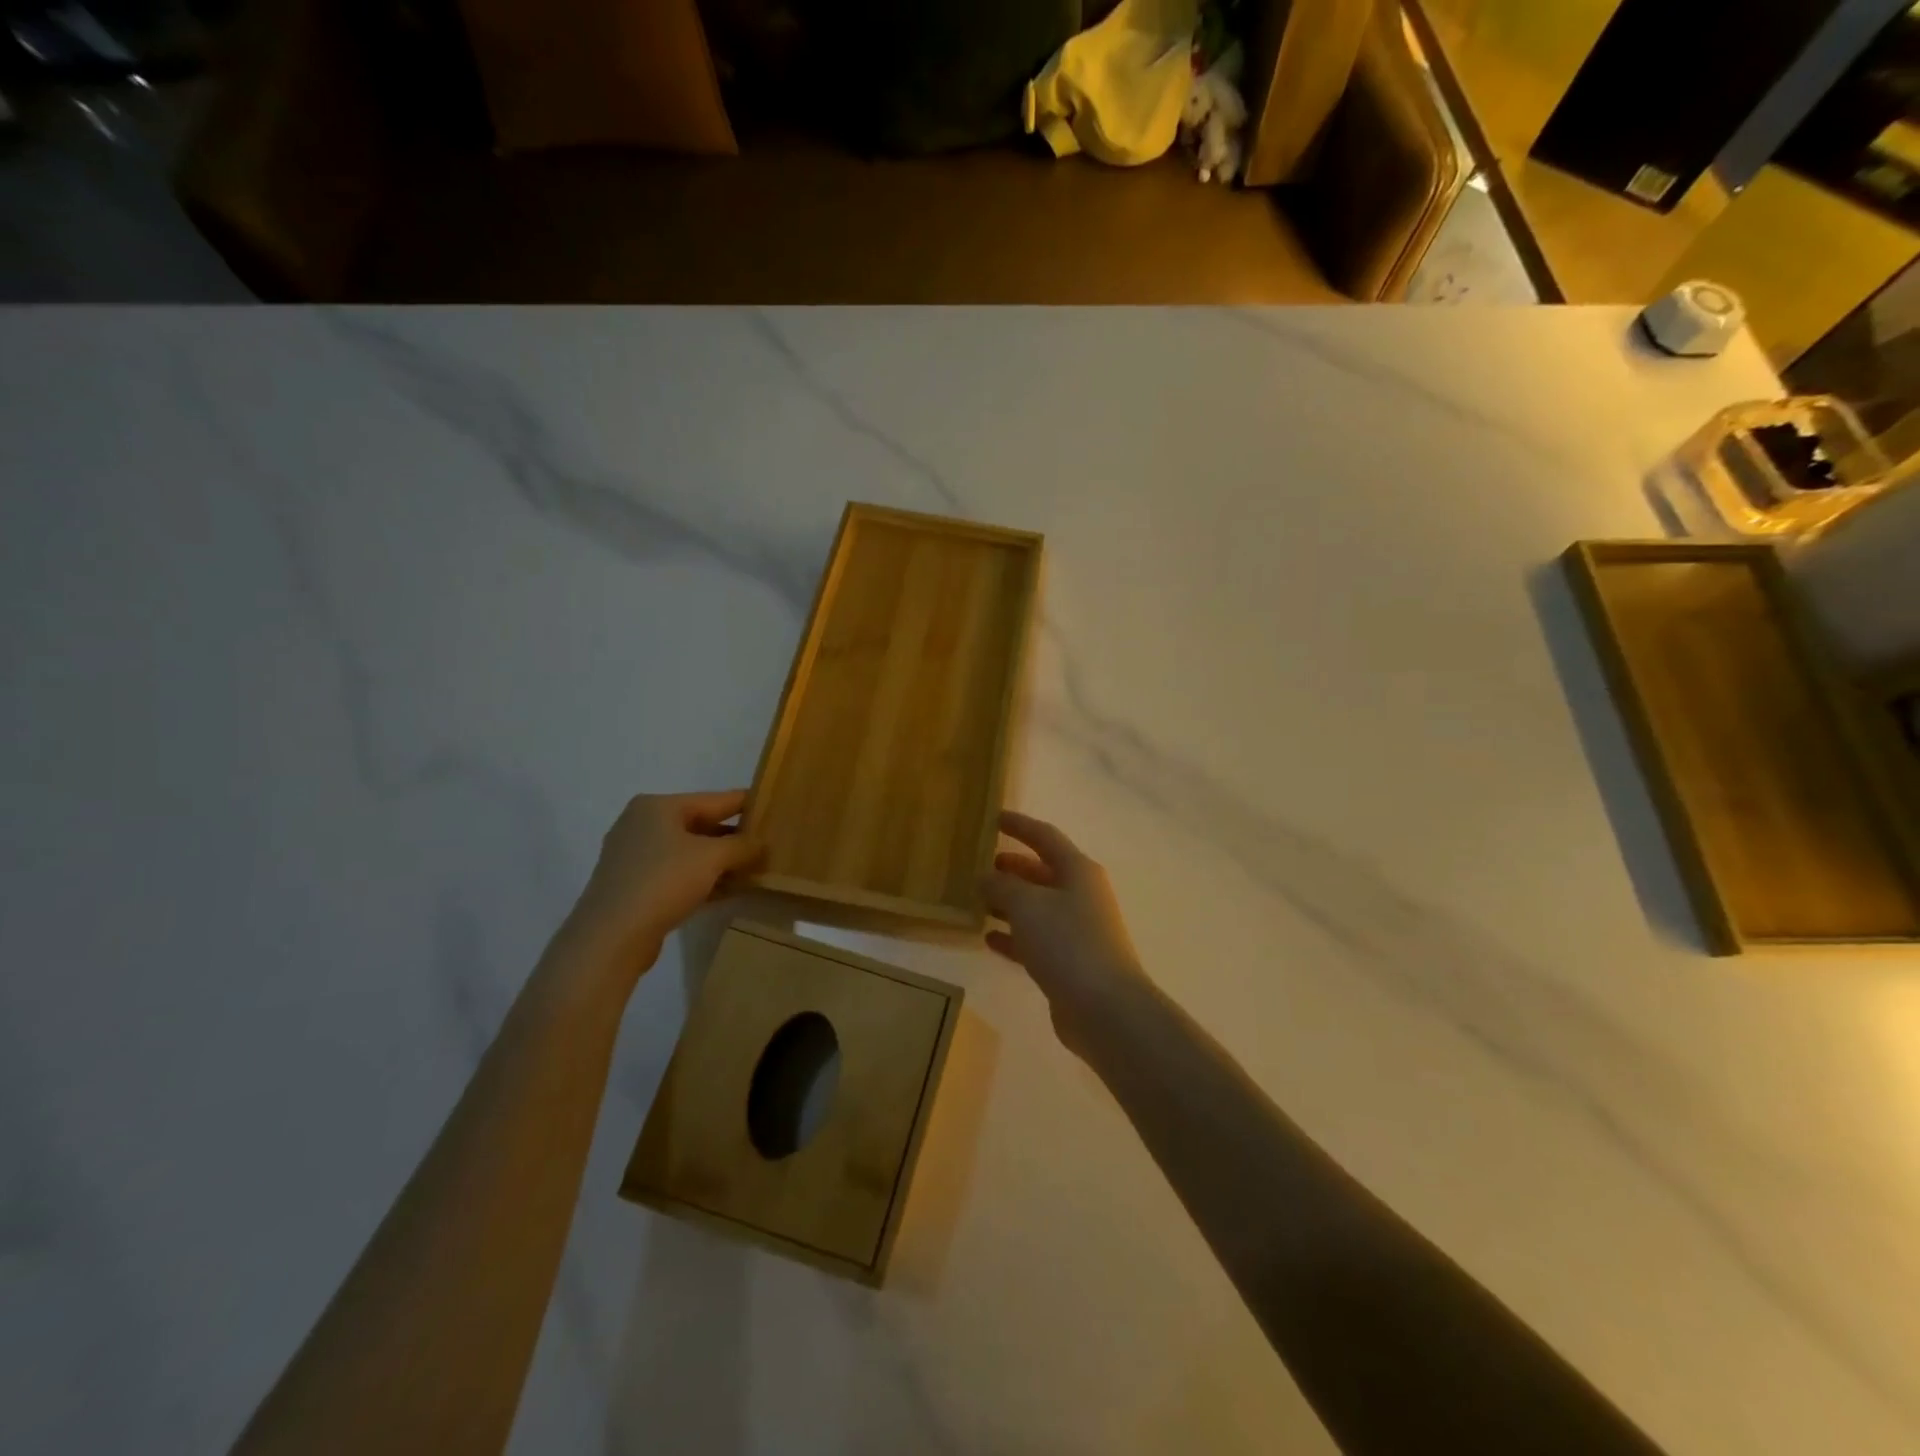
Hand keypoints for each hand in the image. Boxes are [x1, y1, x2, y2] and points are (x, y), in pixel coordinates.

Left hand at [563, 791, 762, 973]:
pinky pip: (678, 875)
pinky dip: (703, 880)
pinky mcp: (634, 887)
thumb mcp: (712, 857)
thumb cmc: (663, 881)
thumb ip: (742, 846)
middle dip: (734, 838)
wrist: (611, 936)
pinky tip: (729, 891)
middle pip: (701, 825)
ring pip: (690, 853)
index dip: (746, 804)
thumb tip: (762, 844)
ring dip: (721, 863)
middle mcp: (642, 825)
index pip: (714, 799)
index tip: (774, 807)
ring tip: (755, 870)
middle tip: (769, 845)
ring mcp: (635, 857)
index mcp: (657, 807)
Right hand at [982, 811, 1150, 1053]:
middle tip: (979, 865)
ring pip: (1038, 907)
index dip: (1019, 825)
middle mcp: (1081, 895)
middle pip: (1042, 872)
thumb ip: (1002, 885)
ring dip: (1009, 903)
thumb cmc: (1067, 943)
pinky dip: (1014, 936)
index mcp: (1078, 870)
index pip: (1045, 836)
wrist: (1105, 1008)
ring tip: (977, 900)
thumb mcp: (1027, 905)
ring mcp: (1078, 930)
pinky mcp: (1070, 963)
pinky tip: (988, 939)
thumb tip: (986, 876)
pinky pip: (1036, 940)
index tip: (994, 817)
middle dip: (1012, 867)